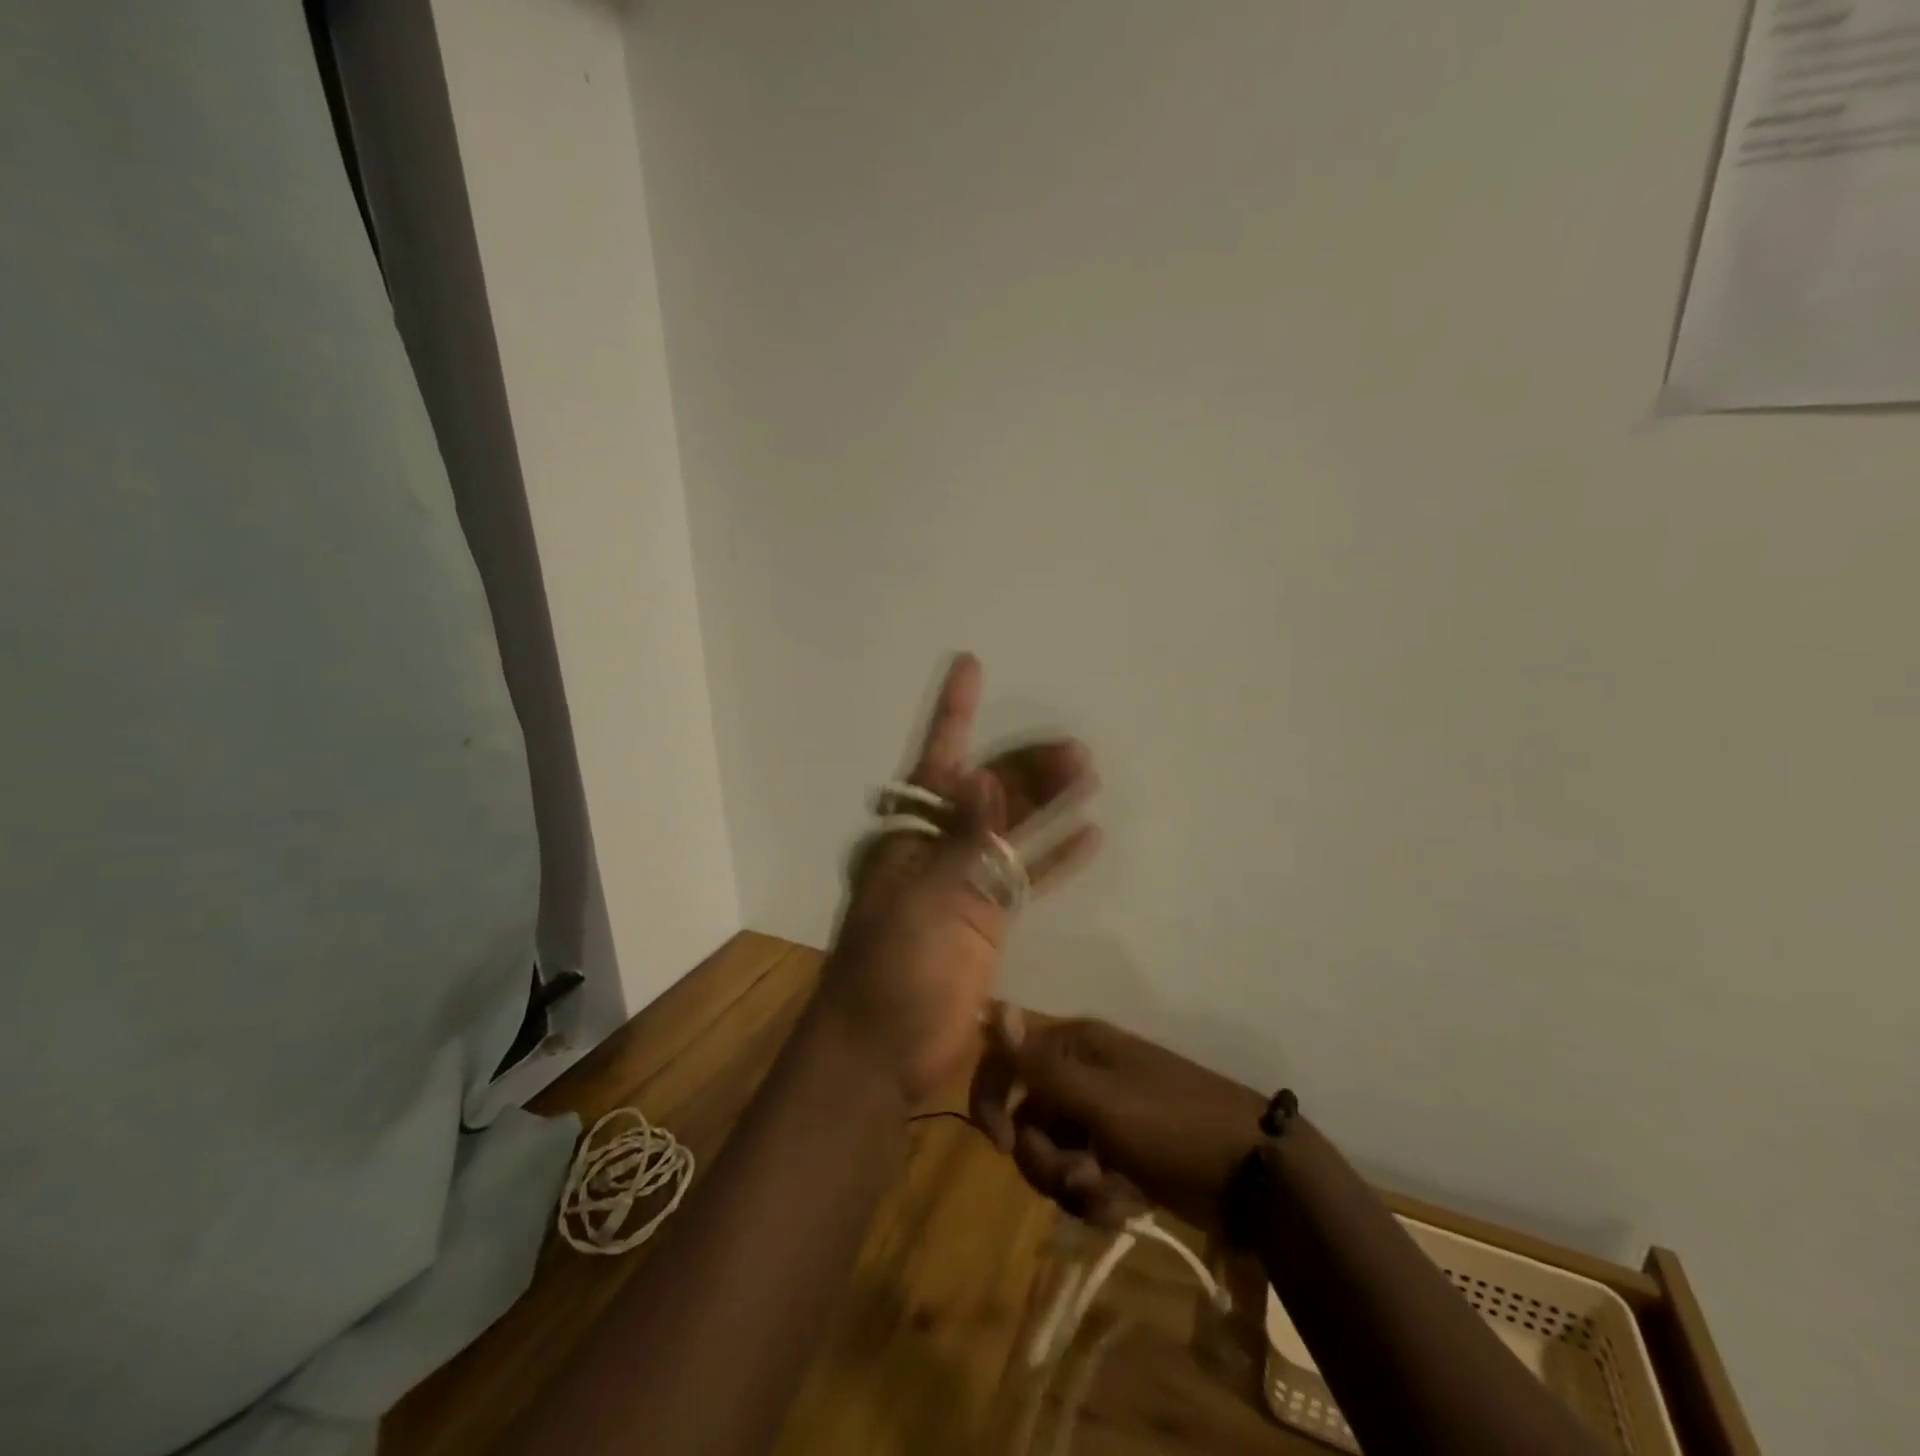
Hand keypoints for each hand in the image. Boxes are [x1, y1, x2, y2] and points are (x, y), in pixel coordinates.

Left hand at [818, 654, 1100, 1104]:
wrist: (880, 1051)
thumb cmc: (893, 971)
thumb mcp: (926, 899)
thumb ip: (962, 838)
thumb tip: (985, 775)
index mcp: (908, 833)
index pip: (936, 758)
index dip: (954, 711)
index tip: (970, 664)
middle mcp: (934, 847)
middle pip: (989, 792)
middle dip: (1029, 765)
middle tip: (1077, 749)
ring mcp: (961, 884)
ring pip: (1012, 828)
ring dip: (1047, 802)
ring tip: (1089, 773)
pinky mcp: (984, 920)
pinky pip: (1025, 876)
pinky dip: (1054, 857)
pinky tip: (1089, 835)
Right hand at [970, 1015, 1266, 1230]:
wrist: (1252, 1173)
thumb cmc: (1171, 1124)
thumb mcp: (1099, 1099)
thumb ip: (1039, 1064)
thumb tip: (993, 1007)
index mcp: (1074, 1045)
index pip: (1006, 1058)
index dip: (990, 1097)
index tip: (999, 1144)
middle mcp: (1081, 1074)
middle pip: (1026, 1117)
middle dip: (1042, 1158)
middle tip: (1076, 1179)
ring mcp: (1100, 1116)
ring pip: (1051, 1153)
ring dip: (1069, 1184)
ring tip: (1106, 1199)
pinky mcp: (1118, 1154)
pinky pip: (1080, 1176)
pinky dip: (1093, 1197)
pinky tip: (1120, 1208)